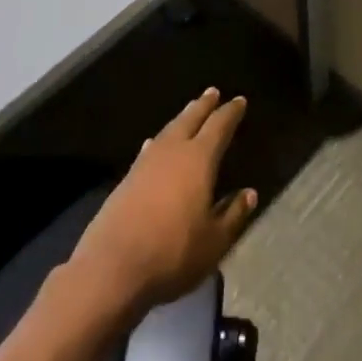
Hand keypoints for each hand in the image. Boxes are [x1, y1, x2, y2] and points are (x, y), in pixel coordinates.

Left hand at [65, 88, 256, 320]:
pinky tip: (154, 143)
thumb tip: (249, 193)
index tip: (239, 100)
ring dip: (182, 118)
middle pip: (190, 119)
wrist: (112, 268)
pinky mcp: (127, 179)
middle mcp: (172, 152)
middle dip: (203, 105)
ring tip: (190, 110)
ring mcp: (146, 163)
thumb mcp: (214, 241)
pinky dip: (160, 140)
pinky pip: (150, 148)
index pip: (219, 126)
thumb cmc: (172, 253)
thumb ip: (233, 215)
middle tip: (213, 92)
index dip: (230, 113)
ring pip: (169, 130)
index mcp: (198, 160)